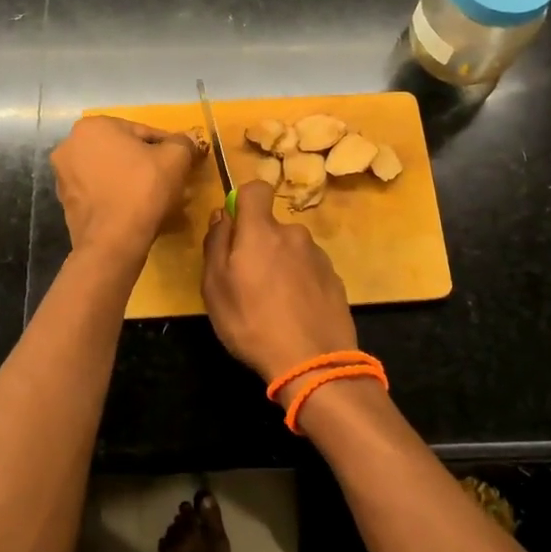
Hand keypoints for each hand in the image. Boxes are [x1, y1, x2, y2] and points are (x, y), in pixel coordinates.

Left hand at [52, 116, 200, 263]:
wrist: (113, 242)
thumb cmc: (143, 189)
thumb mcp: (176, 158)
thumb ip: (183, 142)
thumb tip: (187, 140)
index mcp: (93, 127)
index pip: (142, 131)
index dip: (167, 147)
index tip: (181, 162)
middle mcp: (70, 146)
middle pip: (123, 151)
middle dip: (147, 163)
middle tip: (170, 179)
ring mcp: (64, 176)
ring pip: (111, 172)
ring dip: (132, 180)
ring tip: (157, 198)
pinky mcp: (66, 203)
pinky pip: (101, 193)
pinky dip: (118, 196)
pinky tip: (137, 210)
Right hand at [201, 181, 357, 385]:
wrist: (314, 363)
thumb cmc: (252, 323)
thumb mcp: (215, 287)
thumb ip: (216, 243)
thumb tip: (223, 214)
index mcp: (262, 231)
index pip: (256, 189)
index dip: (244, 200)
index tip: (235, 226)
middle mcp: (294, 234)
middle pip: (271, 226)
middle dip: (259, 244)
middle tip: (247, 282)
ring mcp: (318, 256)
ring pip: (290, 249)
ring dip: (280, 265)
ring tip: (273, 304)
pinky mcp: (335, 279)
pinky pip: (308, 270)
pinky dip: (300, 283)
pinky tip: (295, 313)